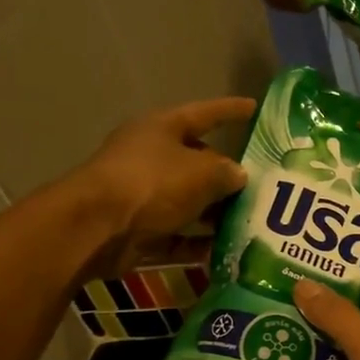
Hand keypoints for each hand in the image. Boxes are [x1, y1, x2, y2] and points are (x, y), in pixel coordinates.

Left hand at [68, 97, 255, 277]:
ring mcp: (143, 196)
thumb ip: (227, 172)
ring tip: (250, 223)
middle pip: (197, 163)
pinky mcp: (140, 231)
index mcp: (161, 129)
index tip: (254, 108)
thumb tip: (239, 175)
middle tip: (263, 186)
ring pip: (188, 203)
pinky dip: (198, 244)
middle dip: (227, 176)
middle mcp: (151, 158)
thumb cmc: (151, 184)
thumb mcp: (201, 172)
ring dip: (216, 214)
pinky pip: (177, 236)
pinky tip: (225, 251)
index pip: (204, 114)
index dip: (230, 110)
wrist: (96, 228)